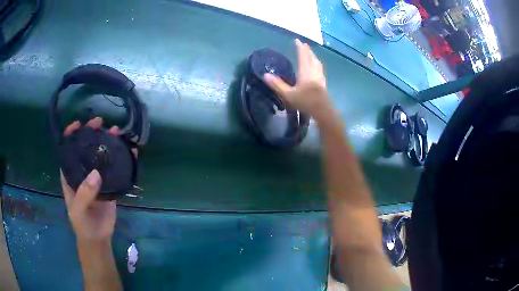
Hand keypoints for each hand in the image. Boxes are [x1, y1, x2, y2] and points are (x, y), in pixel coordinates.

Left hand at [61, 117, 120, 243]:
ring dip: (108, 142)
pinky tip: (131, 150)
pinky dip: (123, 158)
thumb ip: (85, 193)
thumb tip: (96, 173)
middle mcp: (82, 172)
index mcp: (70, 175)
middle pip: (86, 148)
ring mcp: (96, 177)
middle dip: (92, 133)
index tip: (78, 124)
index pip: (68, 150)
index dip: (71, 135)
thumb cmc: (82, 223)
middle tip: (100, 122)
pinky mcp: (109, 184)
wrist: (97, 237)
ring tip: (117, 131)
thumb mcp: (79, 210)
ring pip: (101, 155)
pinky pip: (115, 168)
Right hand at [264, 39, 331, 122]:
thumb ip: (277, 85)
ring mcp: (320, 77)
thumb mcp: (289, 95)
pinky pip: (320, 69)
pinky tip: (317, 67)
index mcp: (305, 72)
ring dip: (313, 56)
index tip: (297, 40)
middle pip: (311, 58)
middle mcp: (314, 72)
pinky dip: (317, 64)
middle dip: (307, 50)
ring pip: (317, 63)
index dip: (299, 48)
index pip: (302, 56)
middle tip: (304, 44)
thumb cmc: (306, 102)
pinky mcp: (323, 83)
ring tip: (310, 53)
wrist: (323, 111)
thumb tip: (265, 75)